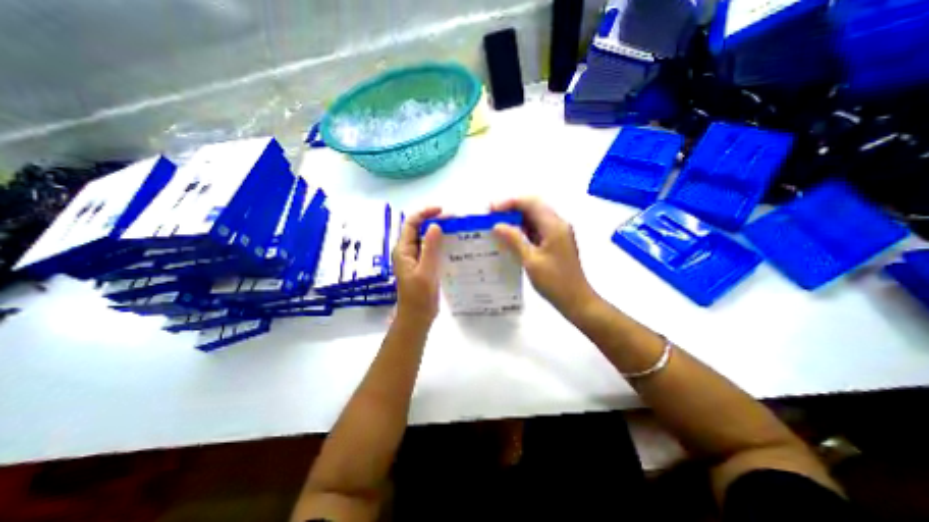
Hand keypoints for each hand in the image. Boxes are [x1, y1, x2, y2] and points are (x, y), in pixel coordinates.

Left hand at [393, 206, 444, 320]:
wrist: (417, 317)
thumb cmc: (419, 297)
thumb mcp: (426, 271)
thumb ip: (430, 248)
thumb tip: (435, 225)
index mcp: (403, 250)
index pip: (412, 223)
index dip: (425, 213)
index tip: (443, 210)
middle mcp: (408, 251)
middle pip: (419, 229)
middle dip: (435, 221)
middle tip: (455, 220)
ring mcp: (415, 259)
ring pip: (426, 239)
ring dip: (439, 232)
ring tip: (456, 229)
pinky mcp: (423, 266)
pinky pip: (431, 249)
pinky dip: (441, 244)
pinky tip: (454, 245)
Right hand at [494, 197, 594, 317]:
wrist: (576, 300)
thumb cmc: (554, 282)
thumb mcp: (531, 261)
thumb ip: (514, 240)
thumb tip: (497, 225)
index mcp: (554, 226)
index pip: (530, 203)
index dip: (509, 203)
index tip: (491, 210)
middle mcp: (557, 224)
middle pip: (533, 206)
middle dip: (511, 208)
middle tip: (491, 217)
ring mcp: (557, 233)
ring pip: (534, 217)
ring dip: (516, 219)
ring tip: (496, 225)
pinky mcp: (555, 242)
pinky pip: (536, 228)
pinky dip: (522, 229)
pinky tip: (509, 237)